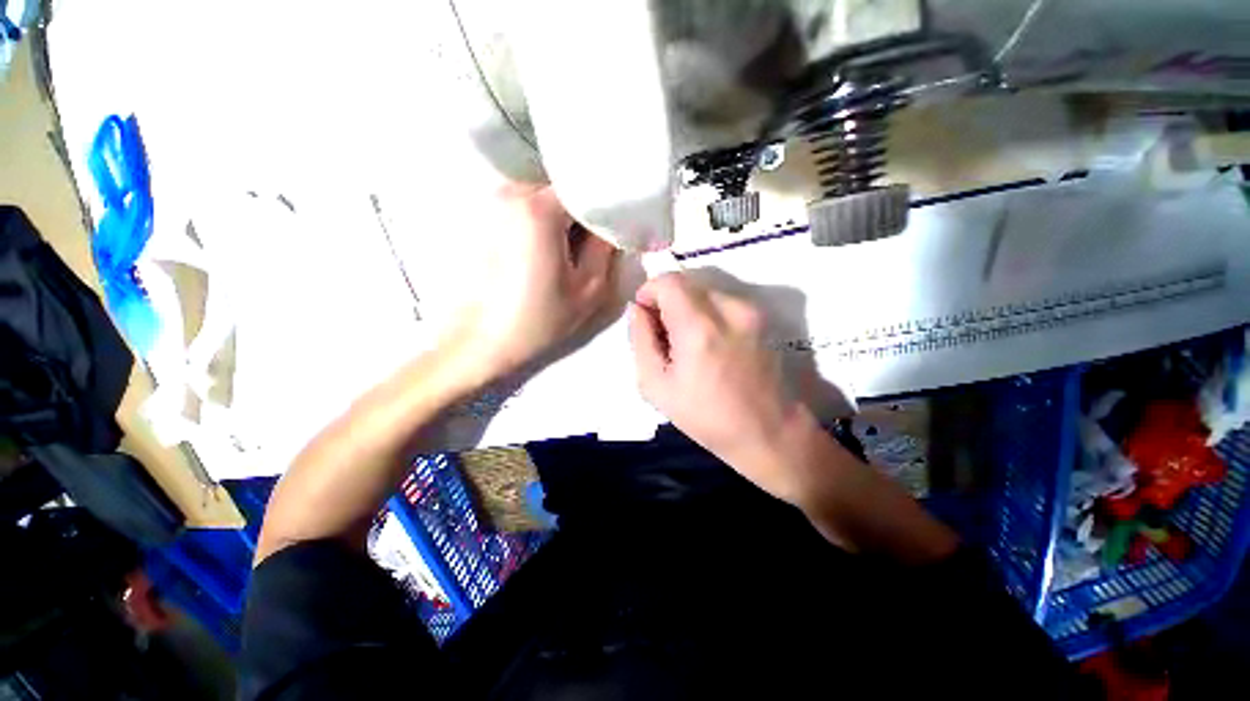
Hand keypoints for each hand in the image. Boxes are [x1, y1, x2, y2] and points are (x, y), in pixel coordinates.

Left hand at [446, 183, 618, 383]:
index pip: (587, 188)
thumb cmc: (540, 318)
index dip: (607, 209)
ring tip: (572, 252)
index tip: (616, 230)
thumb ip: (607, 247)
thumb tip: (612, 223)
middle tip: (596, 245)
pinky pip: (528, 209)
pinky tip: (548, 253)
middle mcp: (511, 193)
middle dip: (585, 214)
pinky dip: (545, 224)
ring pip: (547, 198)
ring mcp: (493, 202)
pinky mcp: (485, 217)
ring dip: (565, 220)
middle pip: (565, 189)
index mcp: (539, 208)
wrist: (484, 340)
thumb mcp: (590, 287)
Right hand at [628, 272, 823, 504]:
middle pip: (686, 283)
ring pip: (704, 291)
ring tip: (688, 343)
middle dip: (666, 301)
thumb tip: (637, 309)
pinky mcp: (762, 317)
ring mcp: (750, 310)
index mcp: (698, 328)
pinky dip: (707, 313)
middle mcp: (728, 309)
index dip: (649, 292)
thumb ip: (640, 340)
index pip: (667, 281)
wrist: (768, 431)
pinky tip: (710, 344)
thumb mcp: (656, 386)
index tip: (646, 317)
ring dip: (687, 308)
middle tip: (665, 335)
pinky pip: (723, 301)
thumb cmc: (706, 416)